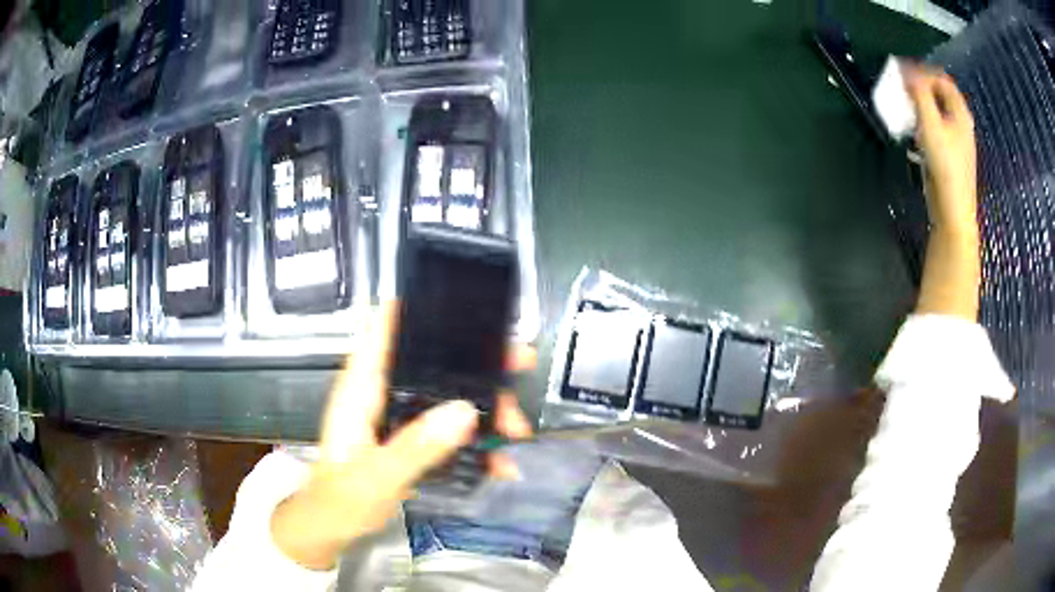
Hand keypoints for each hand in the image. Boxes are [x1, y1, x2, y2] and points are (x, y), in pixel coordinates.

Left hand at [270, 302, 534, 569]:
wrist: (333, 527)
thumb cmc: (340, 499)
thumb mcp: (376, 477)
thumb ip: (416, 447)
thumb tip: (466, 411)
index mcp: (362, 387)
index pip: (385, 328)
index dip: (421, 308)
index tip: (467, 305)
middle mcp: (382, 391)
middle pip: (432, 361)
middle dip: (477, 363)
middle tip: (518, 366)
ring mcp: (399, 415)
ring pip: (448, 395)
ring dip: (486, 407)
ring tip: (516, 430)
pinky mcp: (411, 438)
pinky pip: (450, 429)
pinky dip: (476, 441)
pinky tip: (500, 463)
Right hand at [903, 64, 981, 319]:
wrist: (953, 213)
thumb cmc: (945, 166)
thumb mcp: (930, 124)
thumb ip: (919, 94)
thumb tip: (907, 72)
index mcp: (960, 114)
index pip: (942, 79)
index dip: (923, 71)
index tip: (903, 74)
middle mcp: (960, 124)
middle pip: (939, 95)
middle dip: (919, 89)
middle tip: (902, 90)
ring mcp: (955, 142)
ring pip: (936, 113)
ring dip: (919, 107)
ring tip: (904, 111)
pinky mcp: (947, 157)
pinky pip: (934, 130)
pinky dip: (921, 126)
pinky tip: (912, 135)